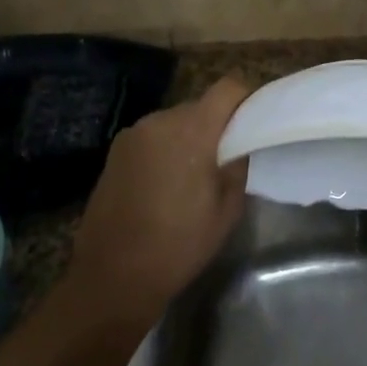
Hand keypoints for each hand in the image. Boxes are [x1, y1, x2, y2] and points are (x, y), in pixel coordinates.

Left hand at [65, 77, 251, 327]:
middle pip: (200, 106)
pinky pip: (152, 139)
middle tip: (226, 158)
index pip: (228, 88)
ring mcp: (132, 135)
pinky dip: (165, 151)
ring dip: (188, 139)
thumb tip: (240, 145)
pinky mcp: (114, 152)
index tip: (255, 122)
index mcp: (192, 130)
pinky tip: (164, 186)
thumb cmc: (178, 245)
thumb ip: (238, 166)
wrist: (111, 277)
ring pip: (174, 123)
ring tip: (192, 177)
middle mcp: (160, 121)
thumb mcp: (227, 210)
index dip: (246, 99)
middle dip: (216, 125)